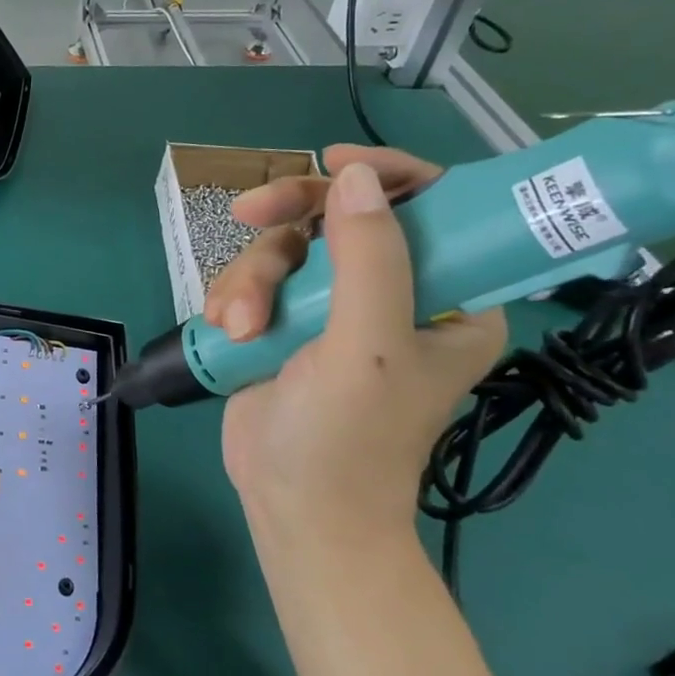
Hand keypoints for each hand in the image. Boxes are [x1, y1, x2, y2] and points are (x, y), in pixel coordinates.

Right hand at [217, 153, 505, 556]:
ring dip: (251, 279)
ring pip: (285, 248)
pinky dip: (234, 298)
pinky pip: (255, 279)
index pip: (433, 209)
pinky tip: (226, 331)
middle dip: (290, 221)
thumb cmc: (349, 439)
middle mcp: (393, 295)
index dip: (387, 176)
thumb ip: (369, 259)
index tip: (332, 166)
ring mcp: (332, 309)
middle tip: (249, 215)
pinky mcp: (285, 324)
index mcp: (448, 299)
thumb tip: (355, 177)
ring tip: (240, 326)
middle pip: (340, 216)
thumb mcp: (367, 348)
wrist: (292, 509)